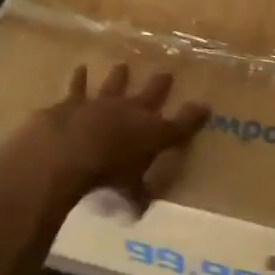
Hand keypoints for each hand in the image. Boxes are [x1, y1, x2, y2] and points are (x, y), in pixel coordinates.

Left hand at [28, 63, 209, 206]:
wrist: (69, 152)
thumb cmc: (107, 176)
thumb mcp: (130, 193)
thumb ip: (137, 197)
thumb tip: (142, 209)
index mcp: (152, 133)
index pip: (181, 125)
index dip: (194, 116)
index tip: (205, 106)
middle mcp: (132, 111)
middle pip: (152, 93)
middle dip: (161, 84)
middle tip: (167, 73)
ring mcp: (103, 102)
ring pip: (115, 84)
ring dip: (119, 75)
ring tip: (123, 65)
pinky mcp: (75, 102)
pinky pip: (78, 87)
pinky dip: (79, 79)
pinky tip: (80, 68)